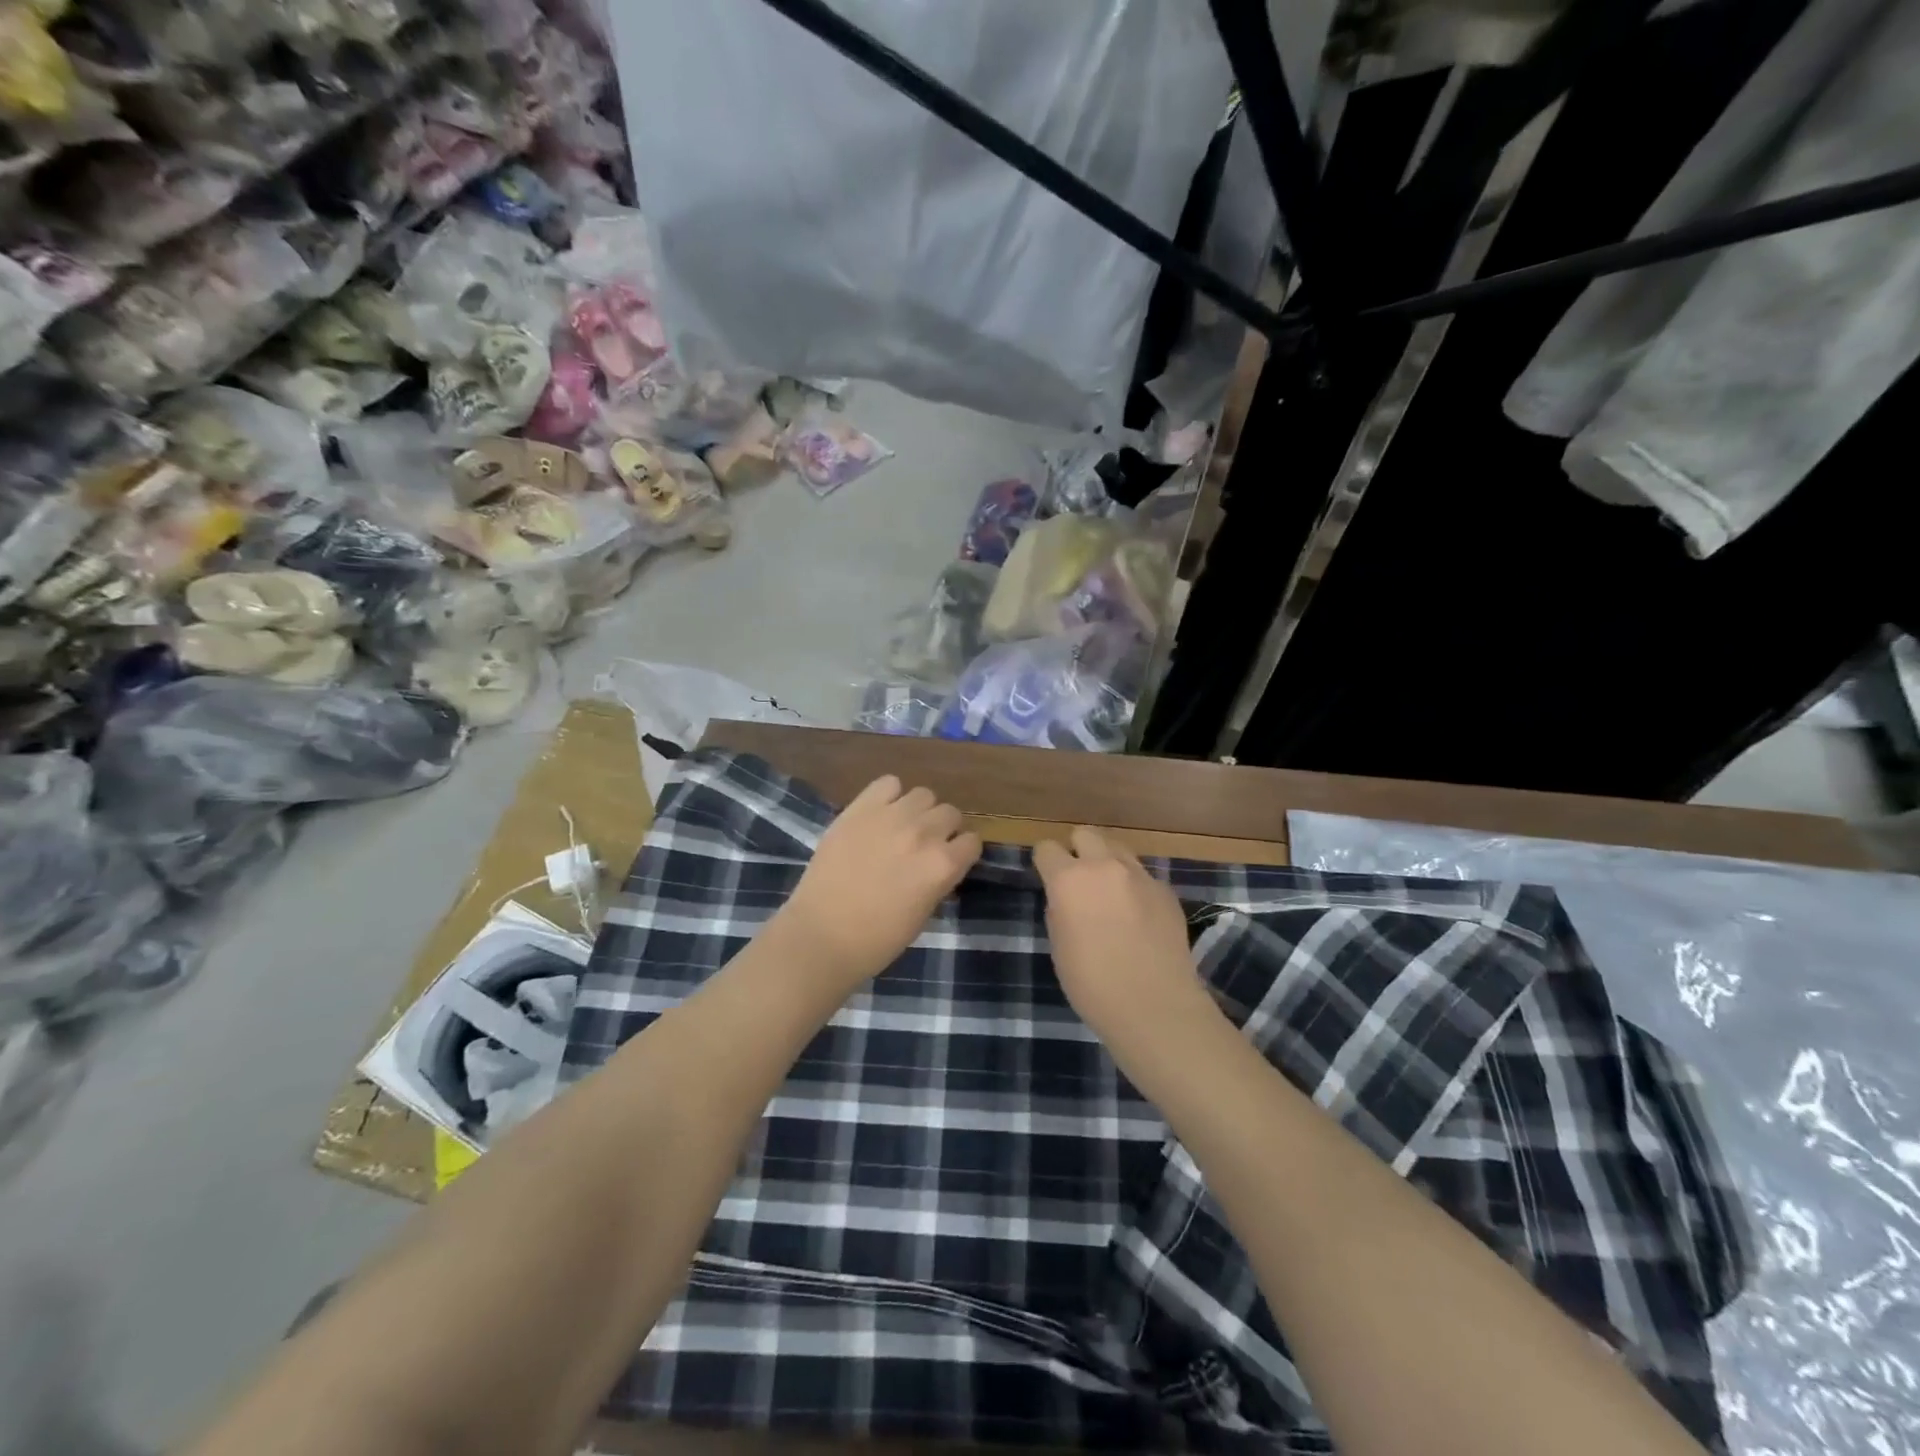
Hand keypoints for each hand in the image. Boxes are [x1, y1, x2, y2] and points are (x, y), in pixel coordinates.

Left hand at [776, 775, 981, 989]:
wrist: (821, 934)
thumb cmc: (876, 940)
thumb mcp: (923, 915)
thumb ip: (938, 881)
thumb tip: (940, 865)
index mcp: (943, 866)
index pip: (972, 842)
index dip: (961, 852)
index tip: (950, 860)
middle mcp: (924, 834)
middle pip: (950, 813)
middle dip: (943, 829)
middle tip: (924, 845)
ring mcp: (891, 816)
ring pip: (923, 794)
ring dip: (919, 811)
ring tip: (902, 827)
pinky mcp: (860, 808)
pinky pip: (888, 783)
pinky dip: (890, 795)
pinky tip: (880, 814)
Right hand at [1034, 827, 1211, 1048]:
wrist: (1154, 1006)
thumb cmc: (1092, 984)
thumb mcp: (1059, 946)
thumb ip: (1059, 910)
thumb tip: (1066, 898)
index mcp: (1068, 880)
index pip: (1047, 848)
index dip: (1044, 862)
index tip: (1046, 877)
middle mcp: (1104, 867)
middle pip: (1085, 834)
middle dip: (1077, 849)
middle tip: (1077, 878)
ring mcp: (1140, 875)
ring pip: (1117, 848)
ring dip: (1107, 862)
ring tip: (1108, 891)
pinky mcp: (1166, 891)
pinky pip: (1143, 875)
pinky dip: (1134, 886)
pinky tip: (1137, 915)